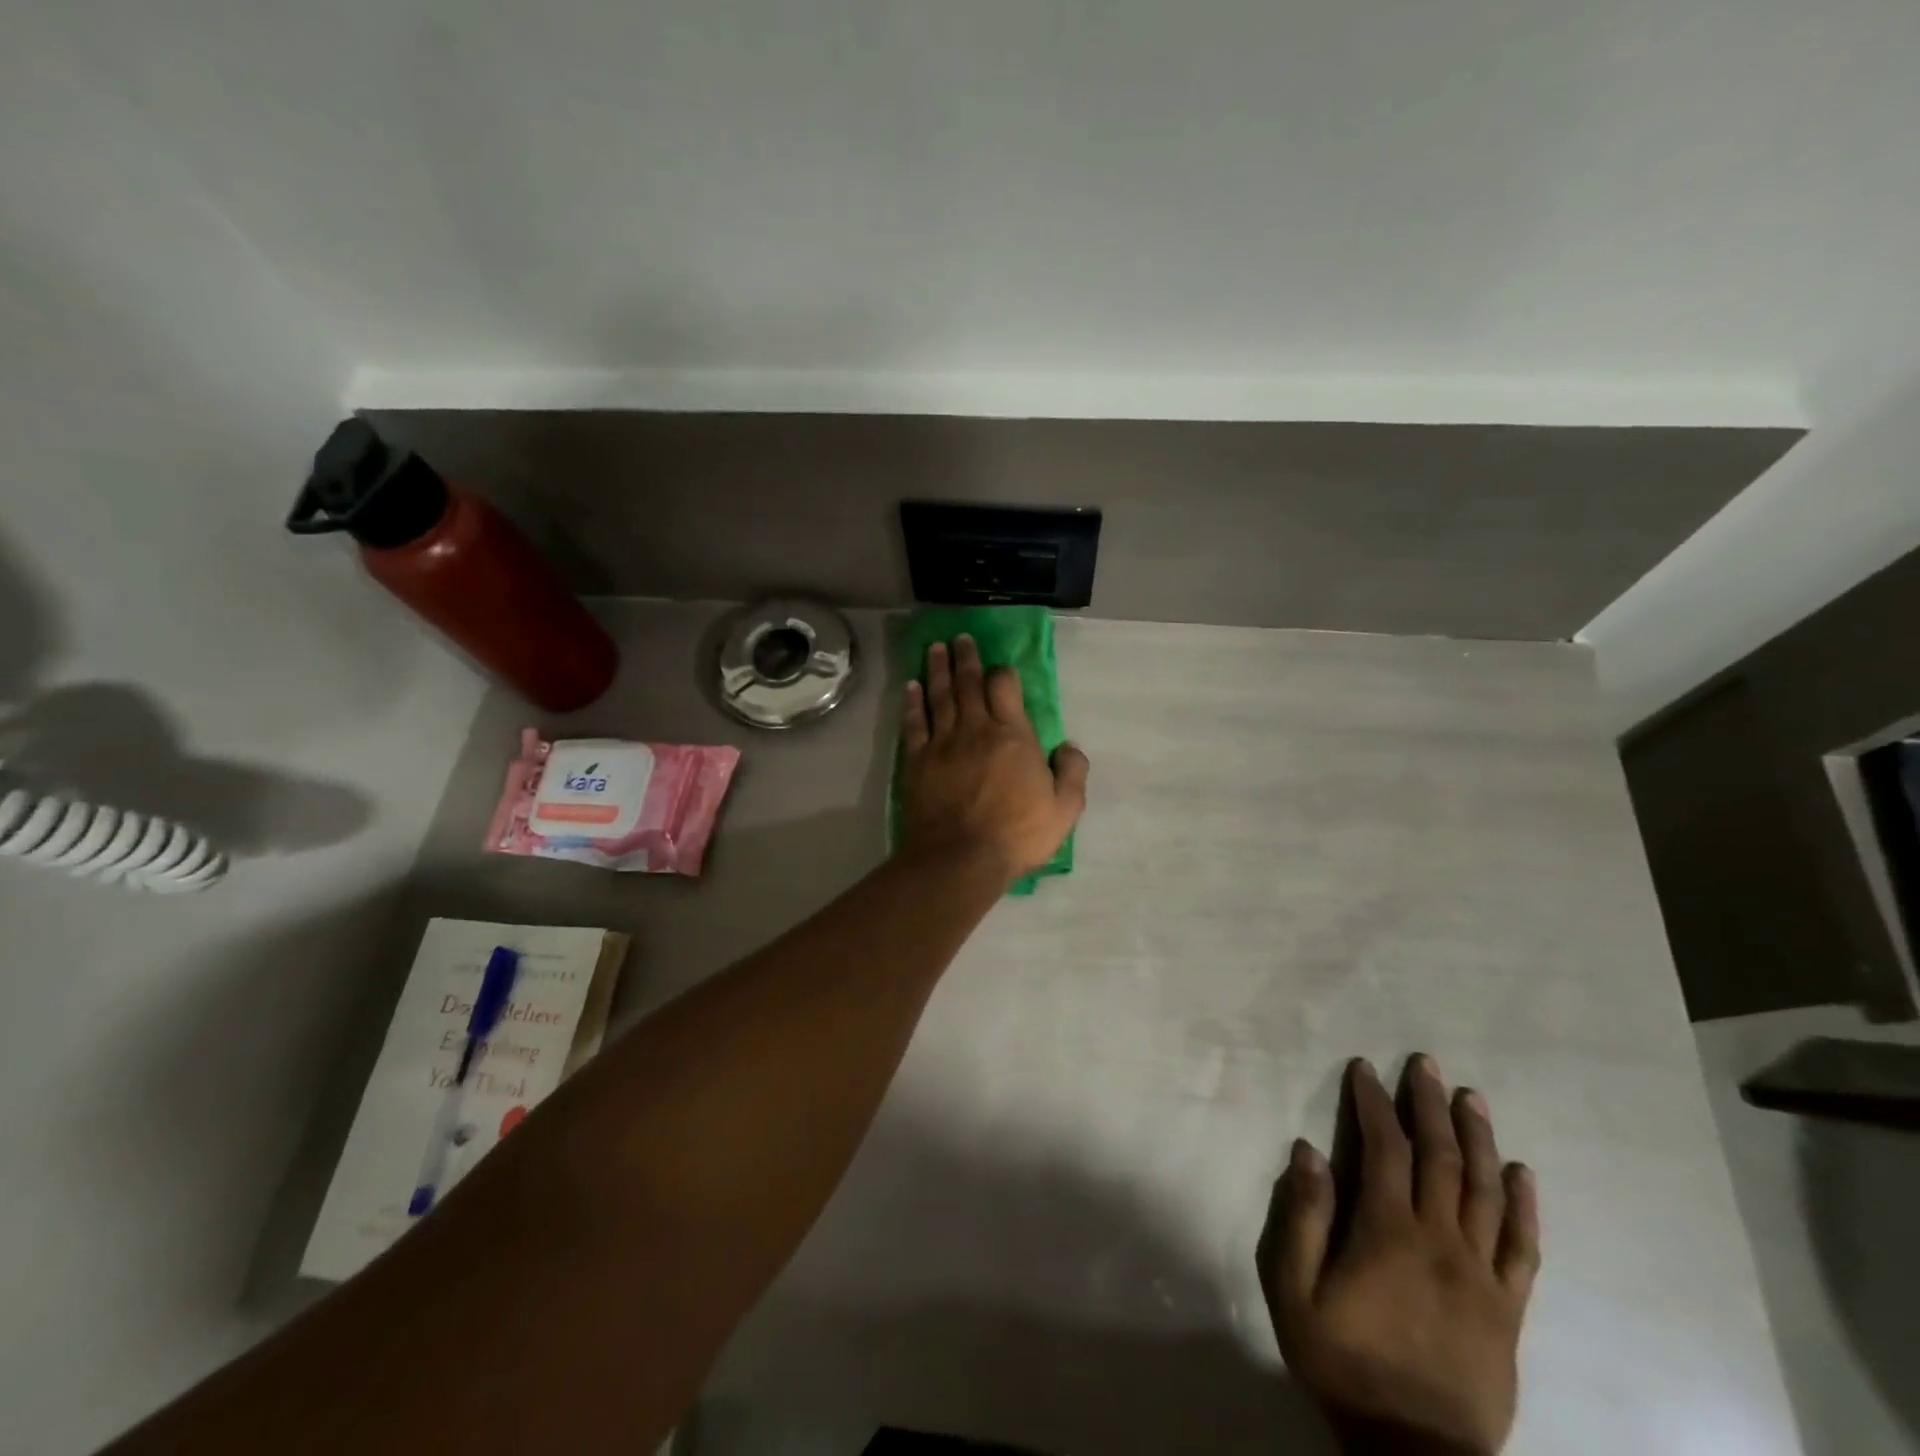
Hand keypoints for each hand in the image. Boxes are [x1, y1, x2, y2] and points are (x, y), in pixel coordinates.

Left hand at [900, 635, 1089, 882]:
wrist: (961, 857)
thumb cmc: (1017, 834)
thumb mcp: (1065, 809)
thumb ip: (1072, 772)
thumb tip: (1068, 746)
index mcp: (1012, 735)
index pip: (1005, 687)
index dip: (1002, 673)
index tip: (1000, 667)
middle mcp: (976, 729)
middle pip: (968, 683)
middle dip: (965, 658)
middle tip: (960, 638)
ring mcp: (942, 742)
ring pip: (939, 695)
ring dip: (938, 669)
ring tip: (936, 648)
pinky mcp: (917, 760)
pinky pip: (914, 722)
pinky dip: (913, 702)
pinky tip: (911, 686)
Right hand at [1259, 1057, 1539, 1455]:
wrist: (1415, 1452)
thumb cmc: (1345, 1362)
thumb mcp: (1296, 1291)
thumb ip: (1303, 1218)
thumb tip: (1309, 1151)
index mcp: (1388, 1232)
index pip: (1384, 1148)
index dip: (1374, 1104)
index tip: (1365, 1069)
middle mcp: (1441, 1241)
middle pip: (1439, 1158)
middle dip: (1428, 1105)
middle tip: (1425, 1064)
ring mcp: (1481, 1274)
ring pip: (1484, 1191)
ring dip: (1478, 1139)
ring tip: (1472, 1097)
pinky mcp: (1508, 1308)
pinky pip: (1522, 1248)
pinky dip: (1523, 1206)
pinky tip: (1522, 1173)